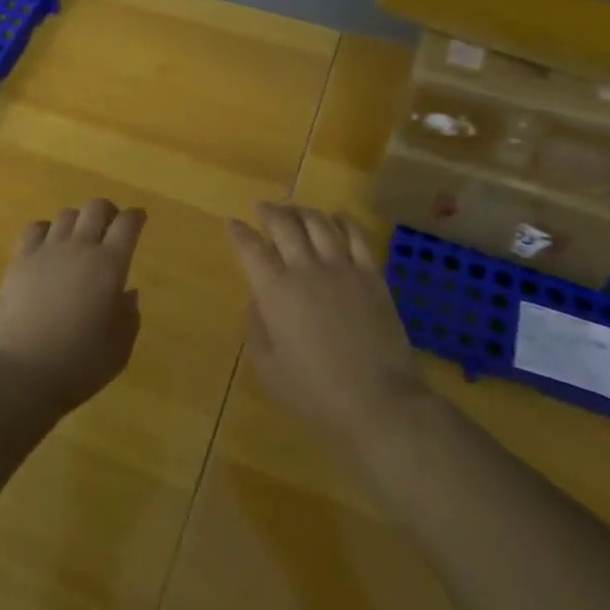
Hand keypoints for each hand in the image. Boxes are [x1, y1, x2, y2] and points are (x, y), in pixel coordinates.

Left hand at [0, 199, 144, 409]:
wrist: (22, 372)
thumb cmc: (80, 364)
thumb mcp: (120, 348)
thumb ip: (129, 316)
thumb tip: (127, 293)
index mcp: (110, 265)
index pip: (128, 223)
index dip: (136, 217)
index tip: (139, 219)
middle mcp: (80, 247)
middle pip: (96, 208)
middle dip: (108, 212)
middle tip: (111, 227)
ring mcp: (47, 250)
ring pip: (67, 214)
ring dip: (78, 221)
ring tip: (78, 238)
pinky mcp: (20, 260)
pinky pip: (35, 228)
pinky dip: (46, 230)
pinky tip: (48, 246)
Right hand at [230, 203, 430, 447]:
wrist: (378, 402)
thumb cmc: (314, 393)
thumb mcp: (267, 368)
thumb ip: (256, 326)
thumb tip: (257, 297)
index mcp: (275, 291)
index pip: (250, 248)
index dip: (239, 232)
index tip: (232, 223)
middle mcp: (306, 269)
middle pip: (284, 224)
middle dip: (269, 212)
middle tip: (262, 207)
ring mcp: (342, 268)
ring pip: (319, 223)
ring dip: (302, 211)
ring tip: (295, 210)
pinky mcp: (372, 275)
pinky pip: (357, 236)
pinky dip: (344, 221)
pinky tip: (338, 217)